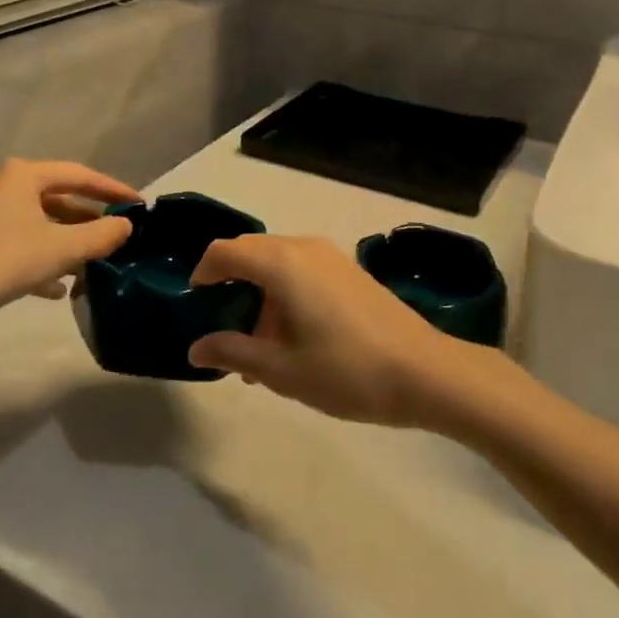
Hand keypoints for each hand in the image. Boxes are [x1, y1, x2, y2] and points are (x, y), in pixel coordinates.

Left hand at [0, 159, 137, 343]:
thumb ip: (100, 235)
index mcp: (21, 175)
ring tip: (90, 265)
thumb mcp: (61, 249)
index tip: (138, 204)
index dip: (112, 189)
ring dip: (64, 242)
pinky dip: (38, 257)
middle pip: (56, 198)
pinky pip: (14, 242)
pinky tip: (54, 288)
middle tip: (115, 235)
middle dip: (87, 220)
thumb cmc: (1, 262)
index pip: (78, 174)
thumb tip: (126, 225)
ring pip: (35, 223)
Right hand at [187, 234, 474, 426]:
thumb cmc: (346, 371)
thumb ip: (234, 351)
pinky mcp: (348, 269)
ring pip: (277, 262)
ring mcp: (330, 255)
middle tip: (225, 331)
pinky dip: (285, 293)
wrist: (423, 370)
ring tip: (260, 351)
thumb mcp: (282, 369)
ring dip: (259, 294)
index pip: (225, 250)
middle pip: (251, 251)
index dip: (203, 272)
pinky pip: (302, 269)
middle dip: (231, 285)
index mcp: (282, 263)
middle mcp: (303, 247)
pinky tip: (293, 339)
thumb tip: (196, 348)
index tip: (195, 303)